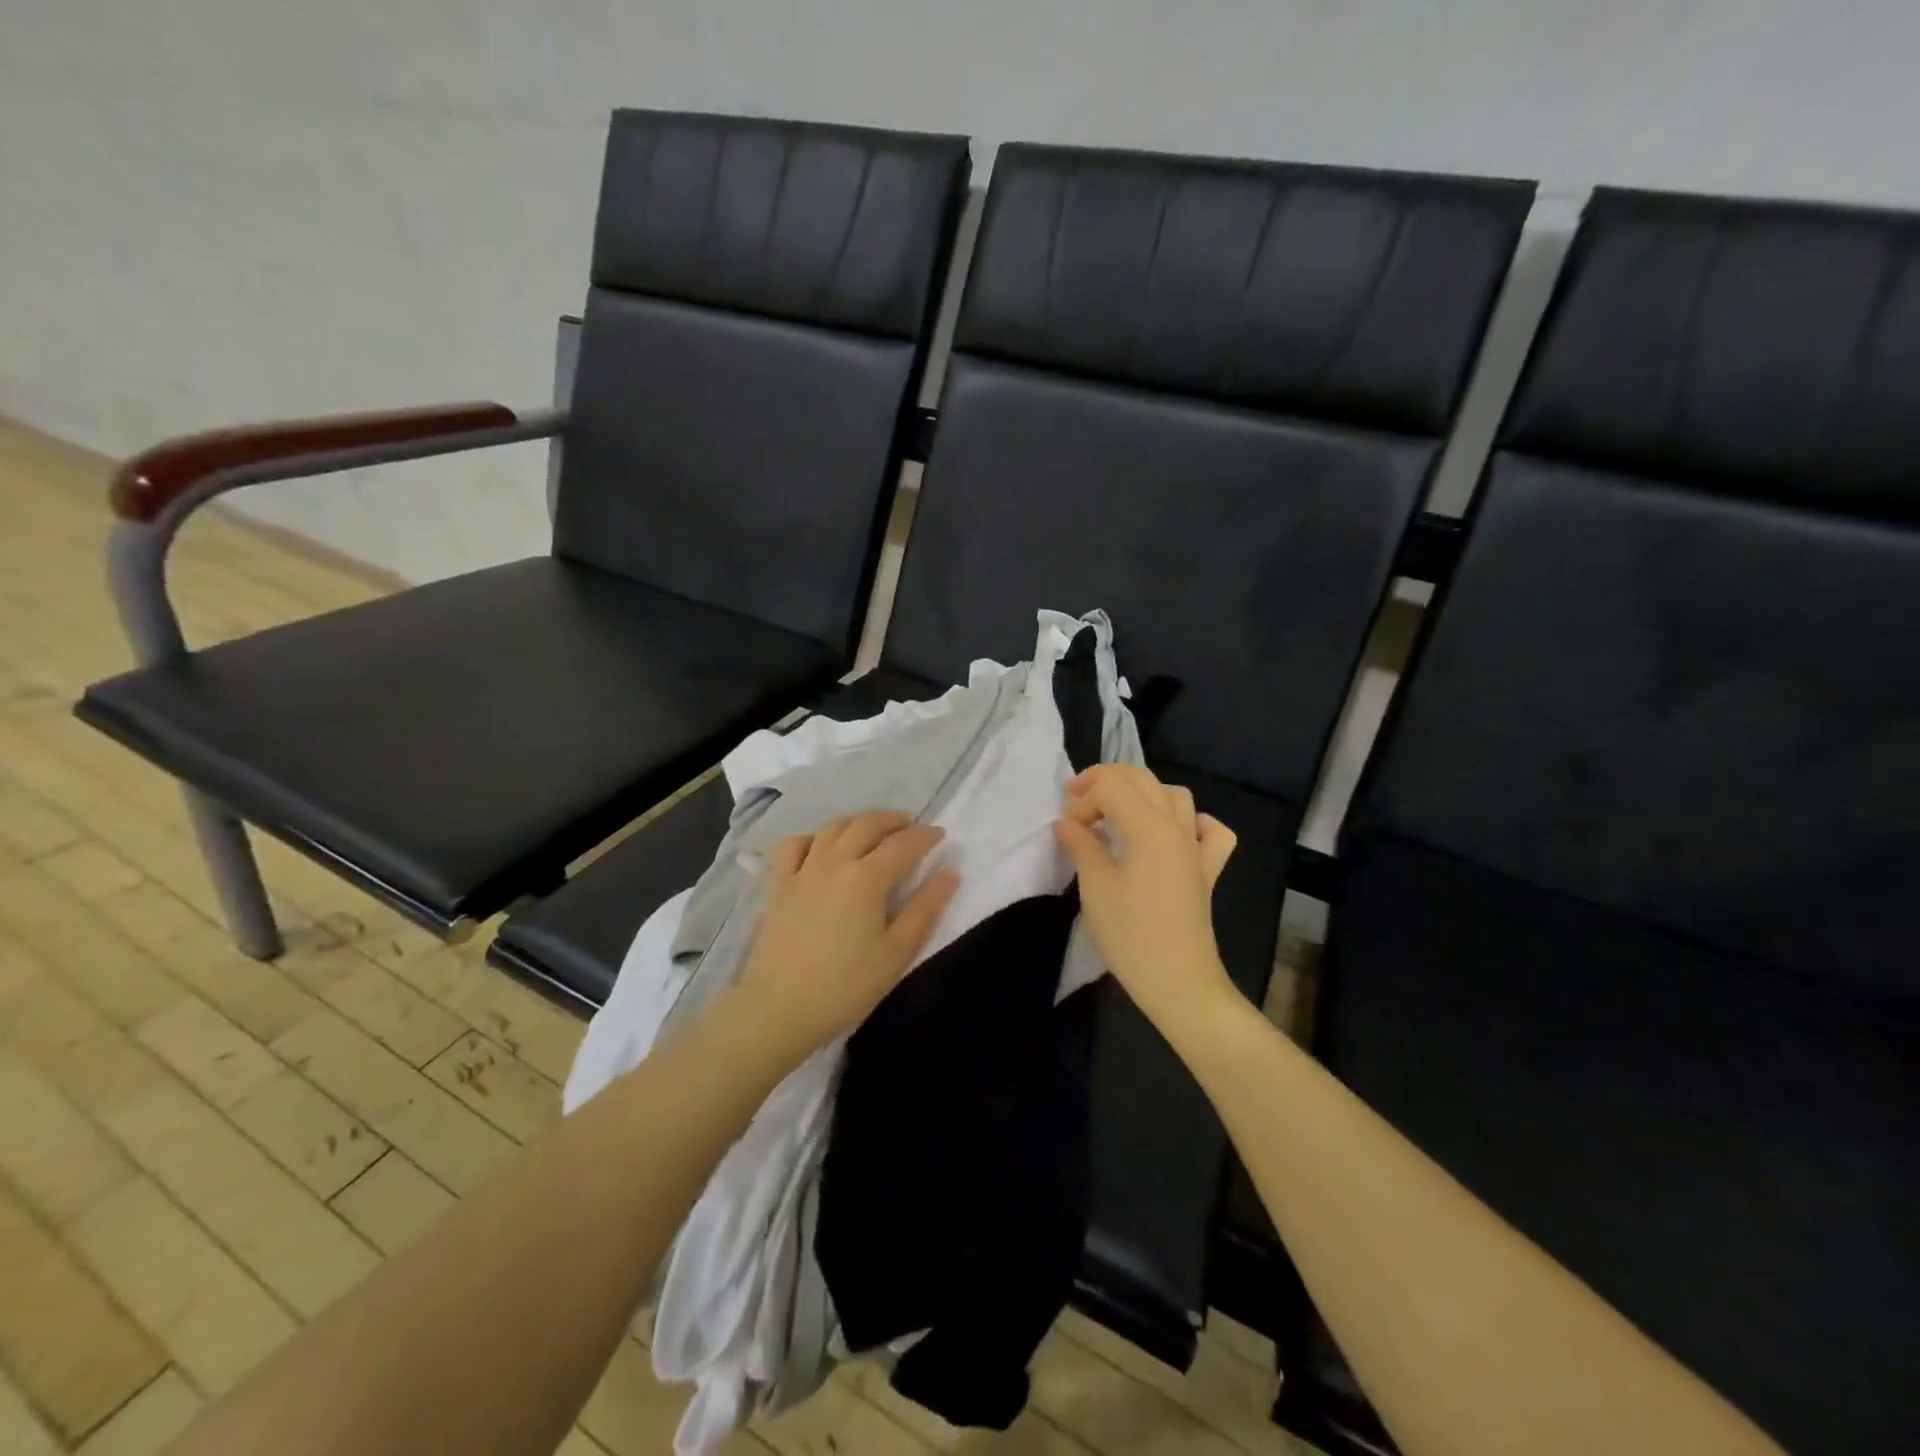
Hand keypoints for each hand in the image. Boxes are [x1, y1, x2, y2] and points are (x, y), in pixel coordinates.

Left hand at [730, 810, 958, 1059]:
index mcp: (867, 877)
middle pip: (867, 824)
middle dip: (894, 820)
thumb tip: (949, 874)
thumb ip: (925, 909)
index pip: (903, 845)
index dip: (925, 836)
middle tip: (911, 827)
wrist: (779, 1009)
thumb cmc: (845, 986)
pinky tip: (820, 848)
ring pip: (832, 827)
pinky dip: (812, 837)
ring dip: (858, 822)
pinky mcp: (778, 885)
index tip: (940, 836)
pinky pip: (792, 845)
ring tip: (872, 831)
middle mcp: (834, 861)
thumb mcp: (896, 953)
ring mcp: (802, 870)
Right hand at [1053, 764, 1239, 1028]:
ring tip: (1116, 814)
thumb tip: (1067, 822)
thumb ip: (1082, 845)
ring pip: (1173, 795)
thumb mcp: (1096, 888)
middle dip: (1105, 782)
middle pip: (1141, 779)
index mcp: (1148, 827)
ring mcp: (1196, 846)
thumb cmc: (1131, 936)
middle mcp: (1176, 826)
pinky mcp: (1207, 868)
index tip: (1066, 827)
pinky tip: (1173, 833)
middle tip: (1077, 805)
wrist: (1179, 981)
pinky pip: (1210, 830)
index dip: (1083, 798)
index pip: (1112, 786)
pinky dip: (1192, 821)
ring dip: (1141, 793)